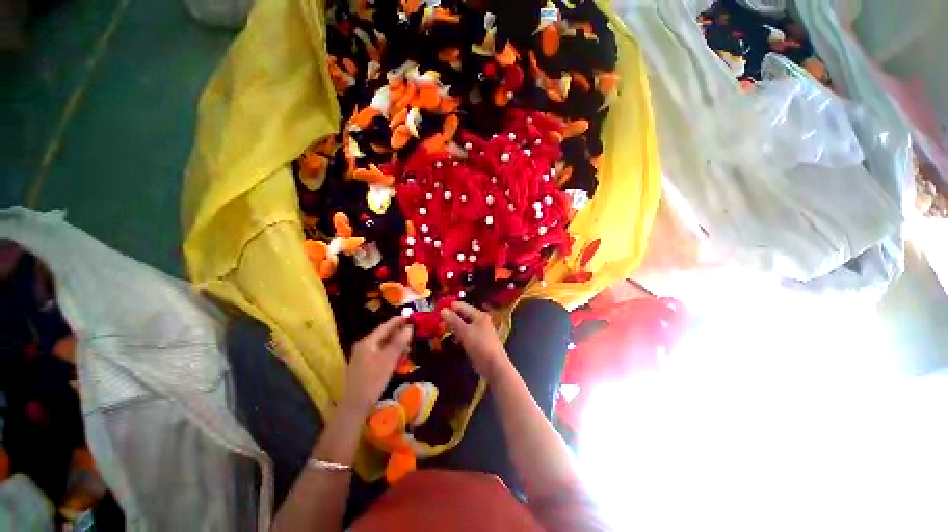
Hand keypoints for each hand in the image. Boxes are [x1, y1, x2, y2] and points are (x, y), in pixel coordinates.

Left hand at [342, 316, 412, 413]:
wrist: (354, 406)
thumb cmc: (372, 380)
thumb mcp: (388, 360)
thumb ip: (399, 342)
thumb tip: (409, 327)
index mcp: (368, 342)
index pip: (385, 326)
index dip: (398, 320)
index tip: (410, 315)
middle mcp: (364, 346)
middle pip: (384, 334)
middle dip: (398, 332)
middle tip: (413, 330)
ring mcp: (363, 356)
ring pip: (383, 344)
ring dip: (396, 343)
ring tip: (409, 344)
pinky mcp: (365, 365)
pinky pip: (380, 353)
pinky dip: (391, 352)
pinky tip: (399, 356)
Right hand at [440, 301, 508, 380]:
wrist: (494, 366)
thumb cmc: (480, 345)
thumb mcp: (465, 332)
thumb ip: (454, 321)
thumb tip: (442, 310)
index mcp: (479, 315)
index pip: (462, 306)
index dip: (450, 307)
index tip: (437, 309)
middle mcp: (480, 321)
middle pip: (463, 315)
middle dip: (451, 317)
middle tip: (437, 321)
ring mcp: (480, 331)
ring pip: (464, 325)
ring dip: (454, 327)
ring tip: (441, 329)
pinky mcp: (478, 342)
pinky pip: (466, 334)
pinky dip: (459, 335)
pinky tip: (452, 339)